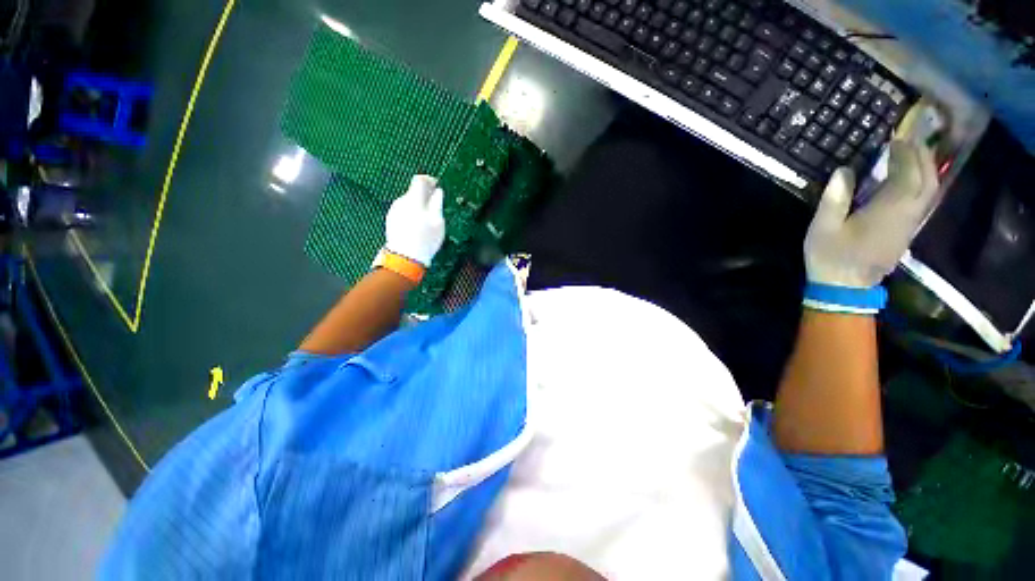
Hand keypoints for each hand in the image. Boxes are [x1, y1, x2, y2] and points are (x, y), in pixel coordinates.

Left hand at [385, 175, 445, 266]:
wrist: (405, 257)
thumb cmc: (426, 239)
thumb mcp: (437, 222)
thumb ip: (437, 204)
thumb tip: (438, 192)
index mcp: (413, 199)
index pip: (419, 180)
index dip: (429, 180)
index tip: (436, 185)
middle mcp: (401, 202)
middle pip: (413, 191)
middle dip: (425, 195)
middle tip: (435, 205)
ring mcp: (394, 211)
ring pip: (408, 202)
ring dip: (418, 205)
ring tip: (427, 219)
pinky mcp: (391, 220)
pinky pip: (403, 211)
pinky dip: (411, 213)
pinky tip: (417, 225)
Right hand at [805, 140, 939, 288]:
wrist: (845, 288)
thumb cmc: (831, 256)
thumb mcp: (823, 228)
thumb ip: (834, 199)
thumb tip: (844, 171)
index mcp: (888, 211)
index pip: (907, 174)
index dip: (904, 153)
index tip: (894, 138)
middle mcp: (908, 214)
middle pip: (927, 180)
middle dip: (921, 156)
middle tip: (908, 140)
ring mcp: (911, 225)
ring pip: (930, 190)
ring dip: (926, 169)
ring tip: (913, 155)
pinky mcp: (907, 232)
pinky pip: (924, 201)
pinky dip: (923, 184)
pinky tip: (912, 180)